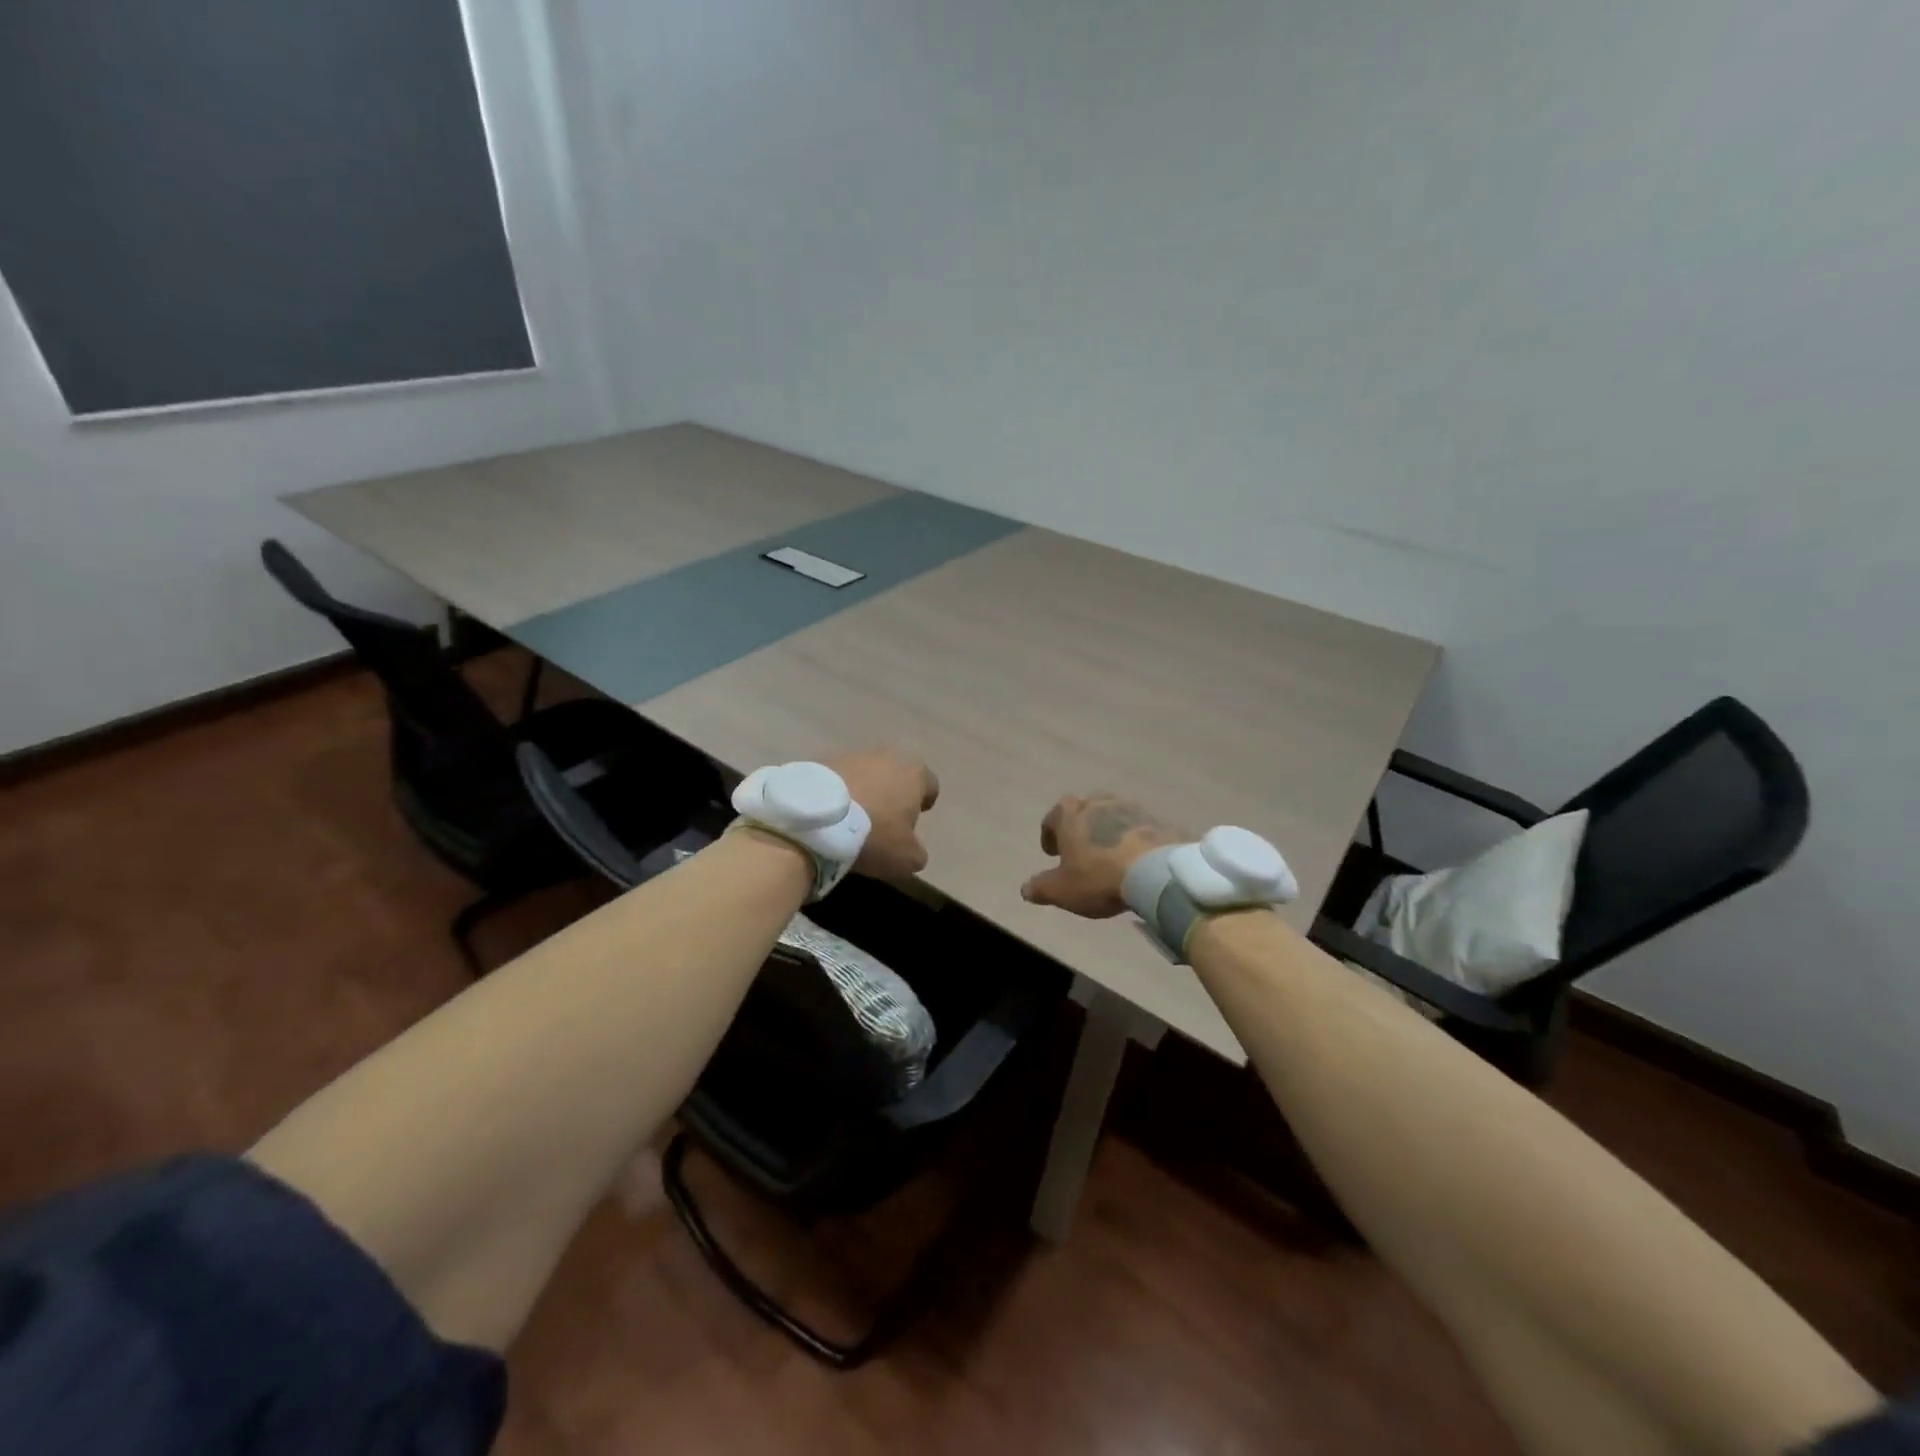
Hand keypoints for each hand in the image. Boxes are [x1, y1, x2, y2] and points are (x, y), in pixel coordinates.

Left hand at [826, 749, 939, 880]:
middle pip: (896, 774)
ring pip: (865, 773)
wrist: (817, 820)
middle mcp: (887, 756)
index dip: (924, 801)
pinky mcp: (822, 761)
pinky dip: (837, 792)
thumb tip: (913, 850)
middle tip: (883, 818)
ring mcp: (852, 755)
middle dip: (892, 792)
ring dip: (863, 790)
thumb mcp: (906, 858)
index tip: (914, 818)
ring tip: (851, 818)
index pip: (930, 784)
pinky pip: (837, 778)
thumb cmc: (874, 835)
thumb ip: (917, 853)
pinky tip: (829, 814)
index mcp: (914, 774)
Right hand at [1021, 794, 1186, 918]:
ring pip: (1113, 816)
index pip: (1053, 816)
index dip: (1050, 834)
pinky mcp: (1156, 820)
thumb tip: (1025, 889)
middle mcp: (1098, 803)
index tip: (1052, 852)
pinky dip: (1133, 839)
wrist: (1154, 872)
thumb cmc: (1098, 877)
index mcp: (1070, 814)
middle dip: (1081, 827)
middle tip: (1081, 850)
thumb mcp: (1062, 890)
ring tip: (1110, 854)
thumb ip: (1041, 888)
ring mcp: (1130, 808)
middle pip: (1084, 810)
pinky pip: (1139, 828)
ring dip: (1108, 831)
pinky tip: (1136, 858)